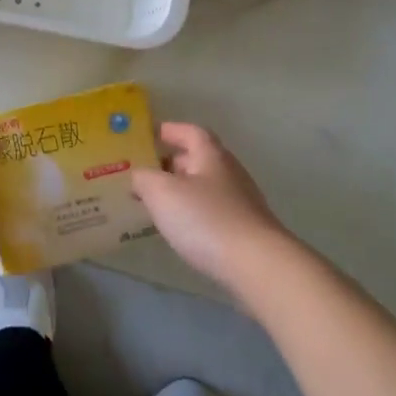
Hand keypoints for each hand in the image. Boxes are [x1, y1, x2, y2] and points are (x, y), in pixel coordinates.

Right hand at [131, 123, 296, 297]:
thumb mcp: (162, 192)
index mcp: (211, 155)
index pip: (190, 132)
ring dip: (182, 190)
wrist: (257, 264)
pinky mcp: (245, 229)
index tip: (150, 135)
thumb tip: (139, 176)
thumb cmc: (205, 219)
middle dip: (172, 163)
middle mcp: (229, 172)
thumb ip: (144, 178)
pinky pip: (212, 211)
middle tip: (146, 173)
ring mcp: (241, 202)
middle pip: (198, 159)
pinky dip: (194, 213)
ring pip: (205, 187)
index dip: (170, 130)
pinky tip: (181, 229)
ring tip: (157, 203)